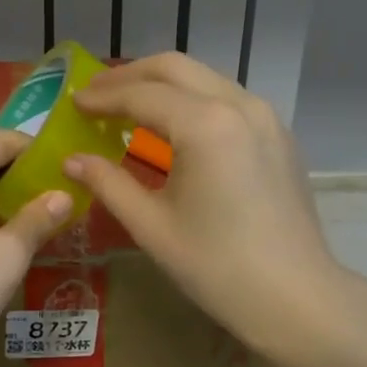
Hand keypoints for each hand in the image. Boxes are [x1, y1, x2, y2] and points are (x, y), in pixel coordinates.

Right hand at [64, 53, 346, 354]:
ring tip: (128, 104)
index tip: (72, 103)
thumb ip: (108, 184)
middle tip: (95, 94)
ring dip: (162, 83)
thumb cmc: (216, 266)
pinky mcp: (278, 134)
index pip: (141, 95)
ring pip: (204, 77)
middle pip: (174, 68)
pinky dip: (192, 98)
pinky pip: (227, 98)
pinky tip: (174, 124)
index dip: (102, 98)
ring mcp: (265, 116)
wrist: (295, 297)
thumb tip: (71, 160)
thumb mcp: (151, 226)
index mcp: (205, 125)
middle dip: (130, 75)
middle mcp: (238, 104)